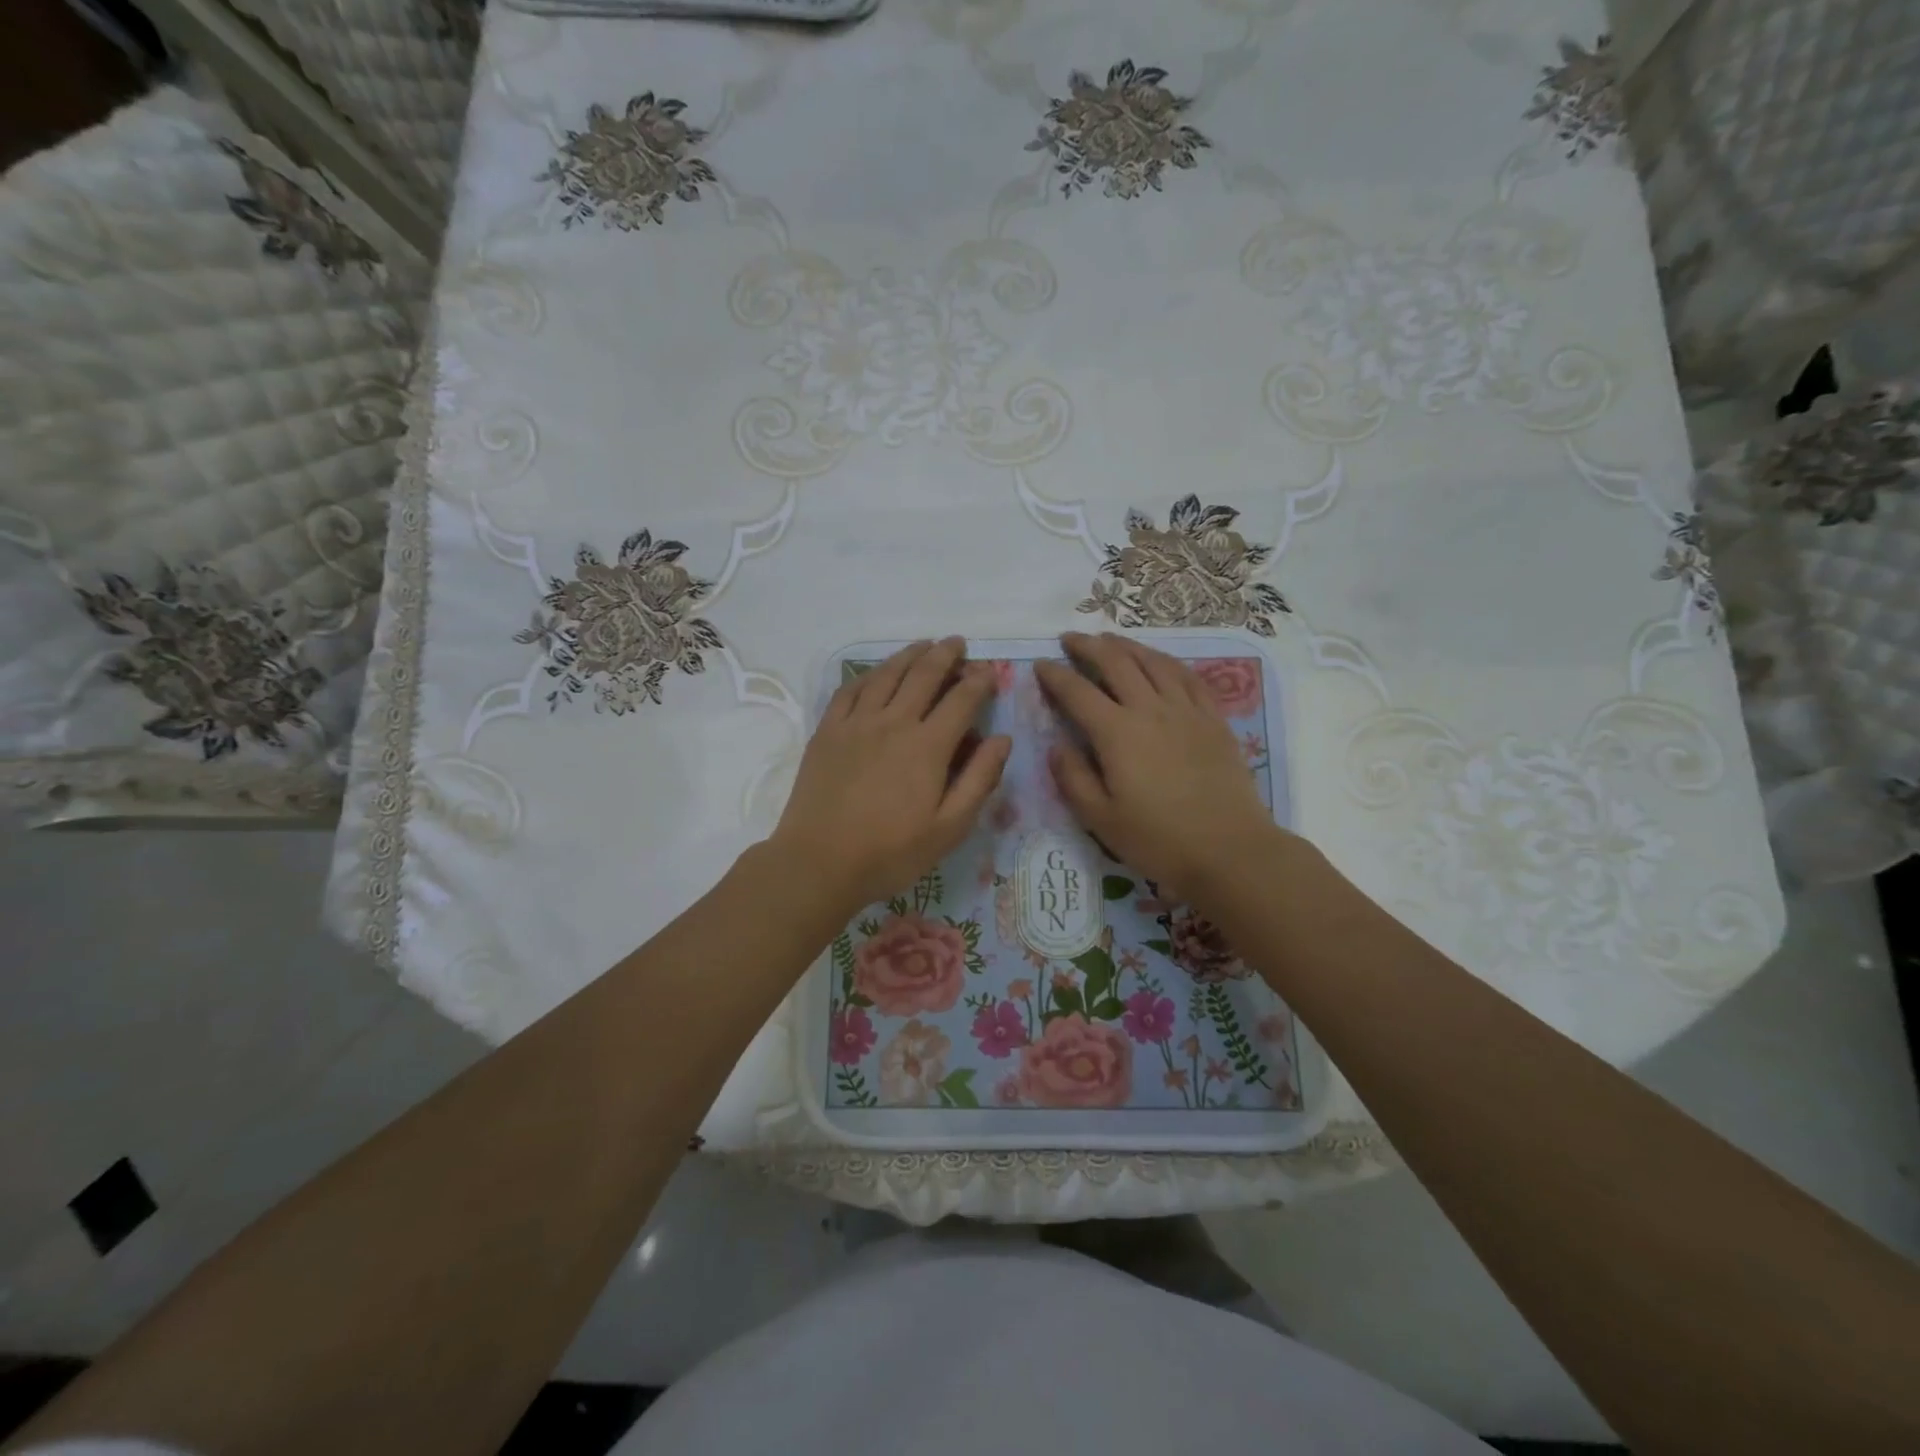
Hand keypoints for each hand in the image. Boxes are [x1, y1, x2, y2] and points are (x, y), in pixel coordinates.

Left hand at [770, 638, 1010, 913]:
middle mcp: (893, 722)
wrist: (818, 862)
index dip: (979, 681)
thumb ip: (979, 780)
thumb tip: (1002, 739)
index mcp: (928, 746)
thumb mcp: (949, 828)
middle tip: (957, 643)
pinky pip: (850, 689)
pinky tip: (876, 673)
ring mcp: (856, 723)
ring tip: (923, 645)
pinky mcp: (827, 731)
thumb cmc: (890, 853)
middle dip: (946, 654)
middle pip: (924, 675)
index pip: (962, 699)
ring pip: (886, 674)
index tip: (989, 671)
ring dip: (909, 655)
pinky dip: (868, 674)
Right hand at [1035, 632, 1280, 900]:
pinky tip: (1159, 660)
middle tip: (1070, 639)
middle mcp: (1150, 710)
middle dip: (1088, 646)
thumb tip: (1057, 745)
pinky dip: (1167, 661)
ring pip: (1153, 662)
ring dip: (1127, 645)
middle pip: (1116, 663)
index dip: (1055, 676)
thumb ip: (1073, 778)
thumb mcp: (1100, 818)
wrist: (1229, 850)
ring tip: (1110, 639)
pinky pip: (1188, 677)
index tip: (1040, 665)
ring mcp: (1186, 711)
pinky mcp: (1213, 719)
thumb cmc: (1159, 839)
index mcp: (1117, 734)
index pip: (1077, 692)